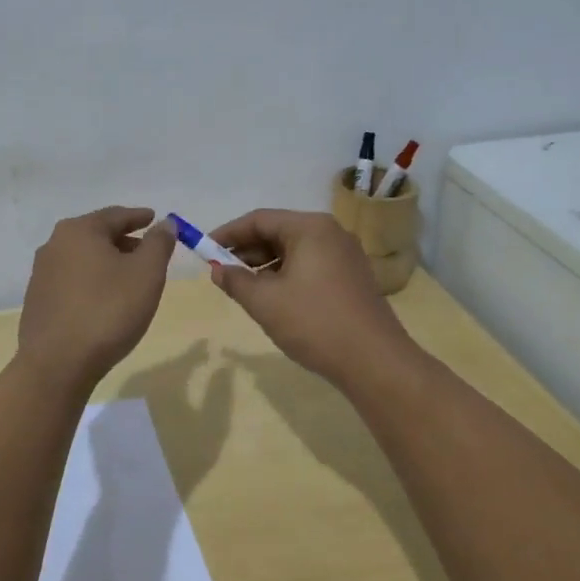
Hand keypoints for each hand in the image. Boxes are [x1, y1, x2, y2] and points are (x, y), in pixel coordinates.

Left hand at [16, 206, 174, 394]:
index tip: (154, 218)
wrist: (57, 364)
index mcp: (79, 231)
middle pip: (97, 235)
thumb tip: (165, 223)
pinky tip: (104, 299)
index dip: (139, 217)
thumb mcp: (146, 273)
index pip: (116, 215)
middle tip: (147, 251)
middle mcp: (54, 245)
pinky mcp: (38, 300)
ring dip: (107, 262)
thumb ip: (159, 243)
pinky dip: (92, 281)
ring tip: (129, 277)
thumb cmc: (108, 311)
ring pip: (83, 258)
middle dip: (124, 241)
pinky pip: (72, 280)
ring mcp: (42, 274)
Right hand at [206, 209, 418, 387]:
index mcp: (310, 228)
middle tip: (220, 272)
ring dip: (265, 265)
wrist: (375, 361)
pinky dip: (286, 275)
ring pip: (294, 251)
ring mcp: (344, 255)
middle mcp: (330, 233)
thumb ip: (236, 281)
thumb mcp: (265, 302)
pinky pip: (310, 265)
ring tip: (242, 288)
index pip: (259, 219)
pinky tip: (272, 298)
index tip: (204, 250)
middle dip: (246, 251)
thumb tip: (217, 270)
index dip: (228, 234)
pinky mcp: (351, 277)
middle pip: (278, 232)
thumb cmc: (315, 323)